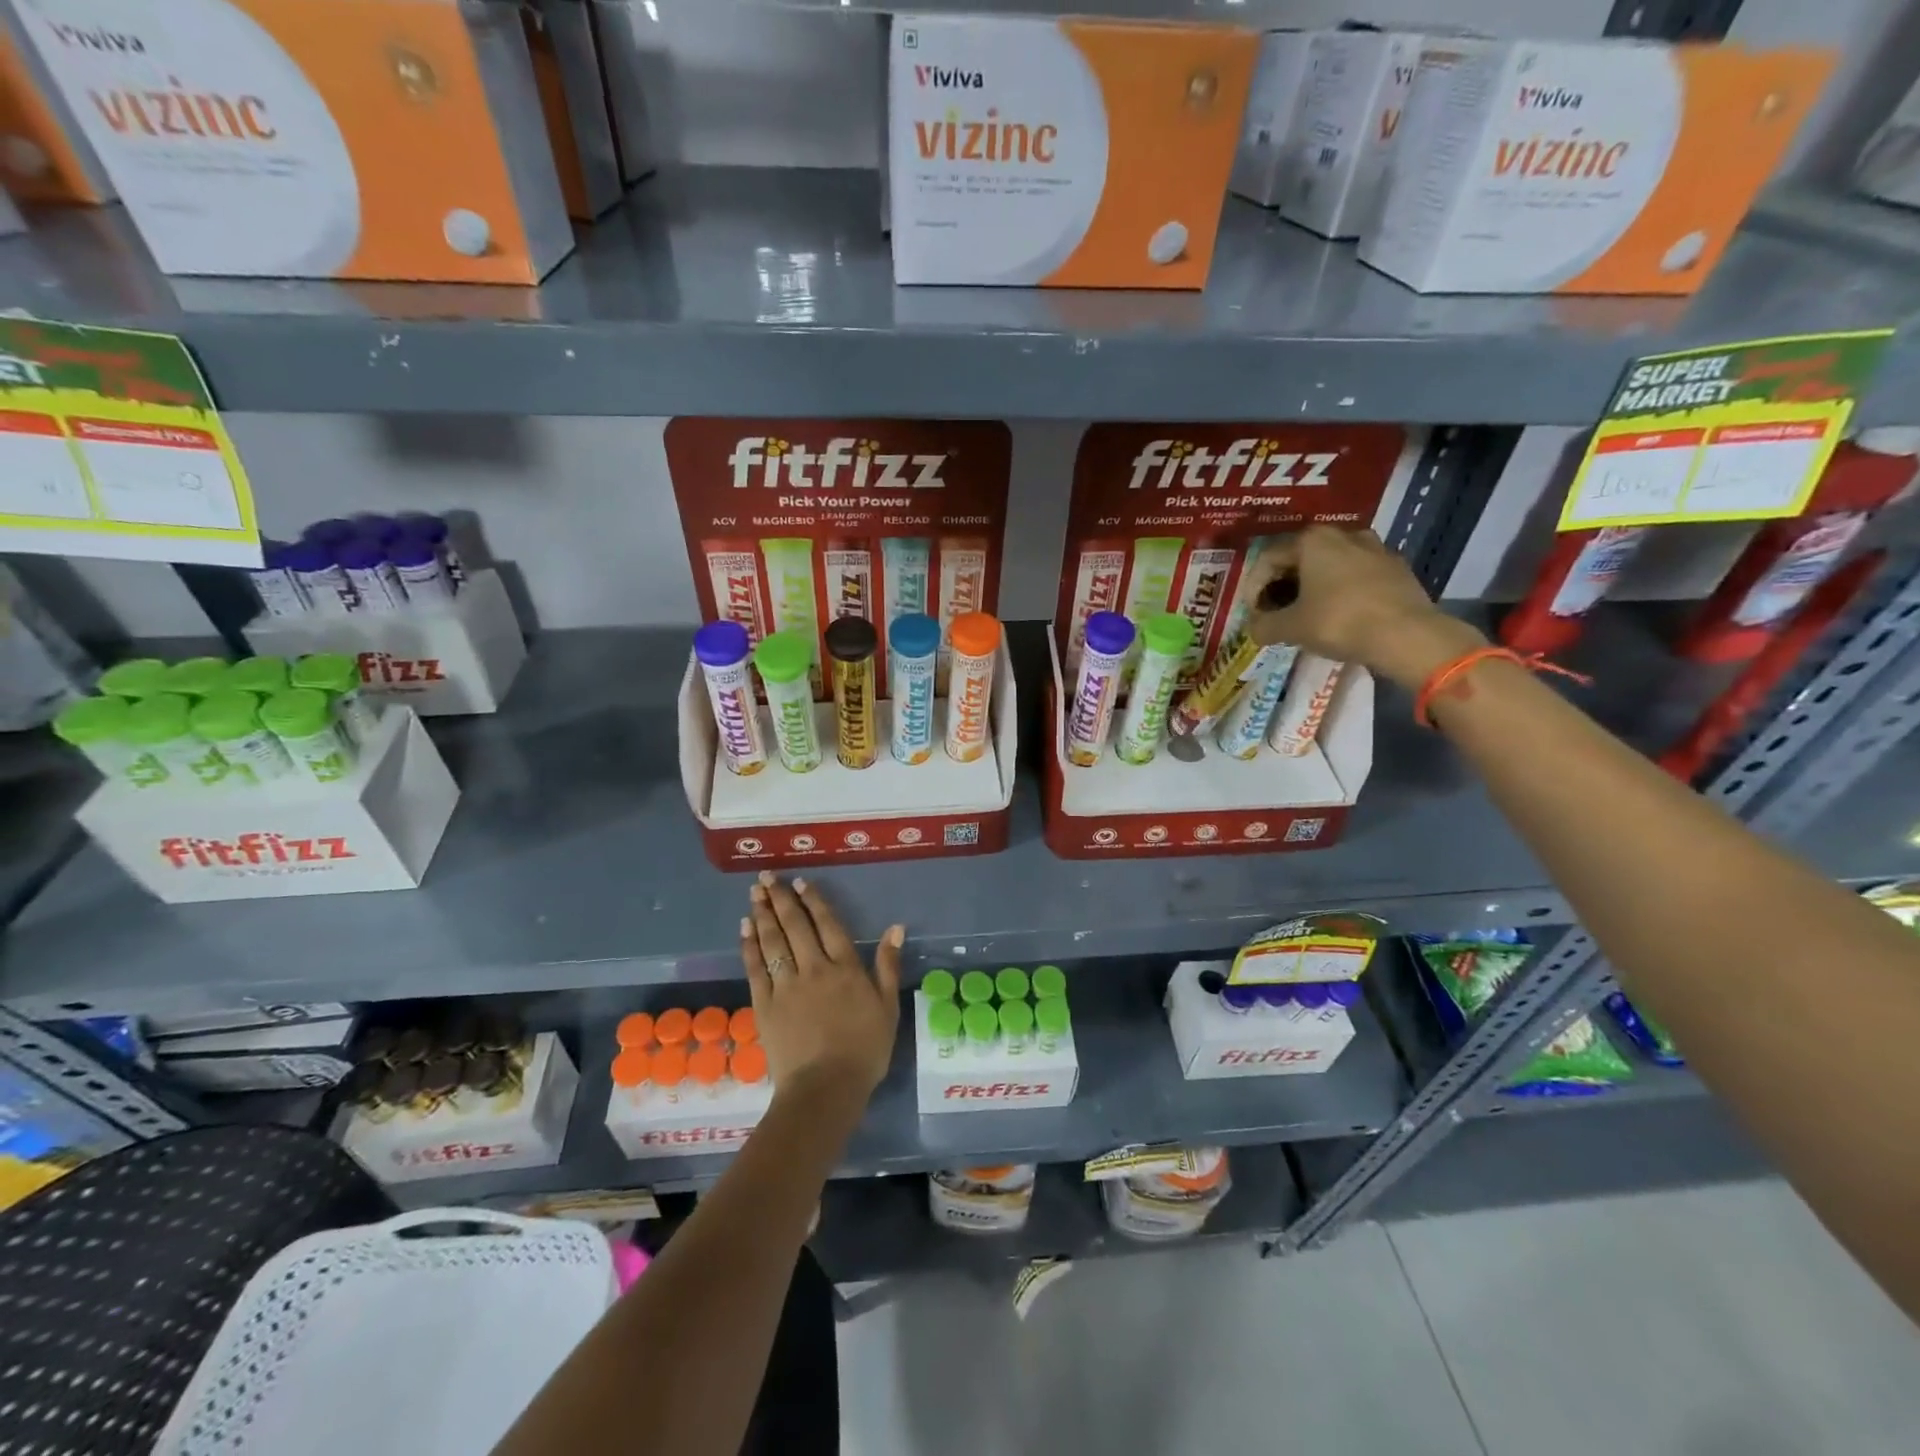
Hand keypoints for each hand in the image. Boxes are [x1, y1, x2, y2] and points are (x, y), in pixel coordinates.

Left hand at [741, 872, 901, 1115]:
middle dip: (781, 899)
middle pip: (796, 926)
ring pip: (773, 941)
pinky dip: (750, 945)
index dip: (813, 901)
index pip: (827, 925)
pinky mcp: (765, 1005)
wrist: (825, 1088)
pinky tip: (745, 928)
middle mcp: (814, 968)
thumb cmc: (864, 1051)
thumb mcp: (888, 1008)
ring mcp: (786, 985)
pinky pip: (755, 968)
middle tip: (766, 877)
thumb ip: (888, 966)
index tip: (800, 882)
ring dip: (763, 914)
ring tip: (755, 893)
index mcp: (846, 968)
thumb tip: (895, 928)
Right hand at [1241, 525, 1485, 689]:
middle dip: (1282, 585)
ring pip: (1330, 565)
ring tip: (1306, 613)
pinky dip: (1340, 591)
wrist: (1406, 635)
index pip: (1268, 558)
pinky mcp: (1396, 567)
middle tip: (1275, 612)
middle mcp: (1343, 534)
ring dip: (1312, 586)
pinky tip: (1338, 615)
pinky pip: (1356, 575)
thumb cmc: (1339, 622)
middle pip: (1300, 558)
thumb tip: (1253, 628)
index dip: (1253, 587)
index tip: (1253, 613)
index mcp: (1312, 540)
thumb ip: (1264, 626)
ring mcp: (1374, 548)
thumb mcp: (1290, 628)